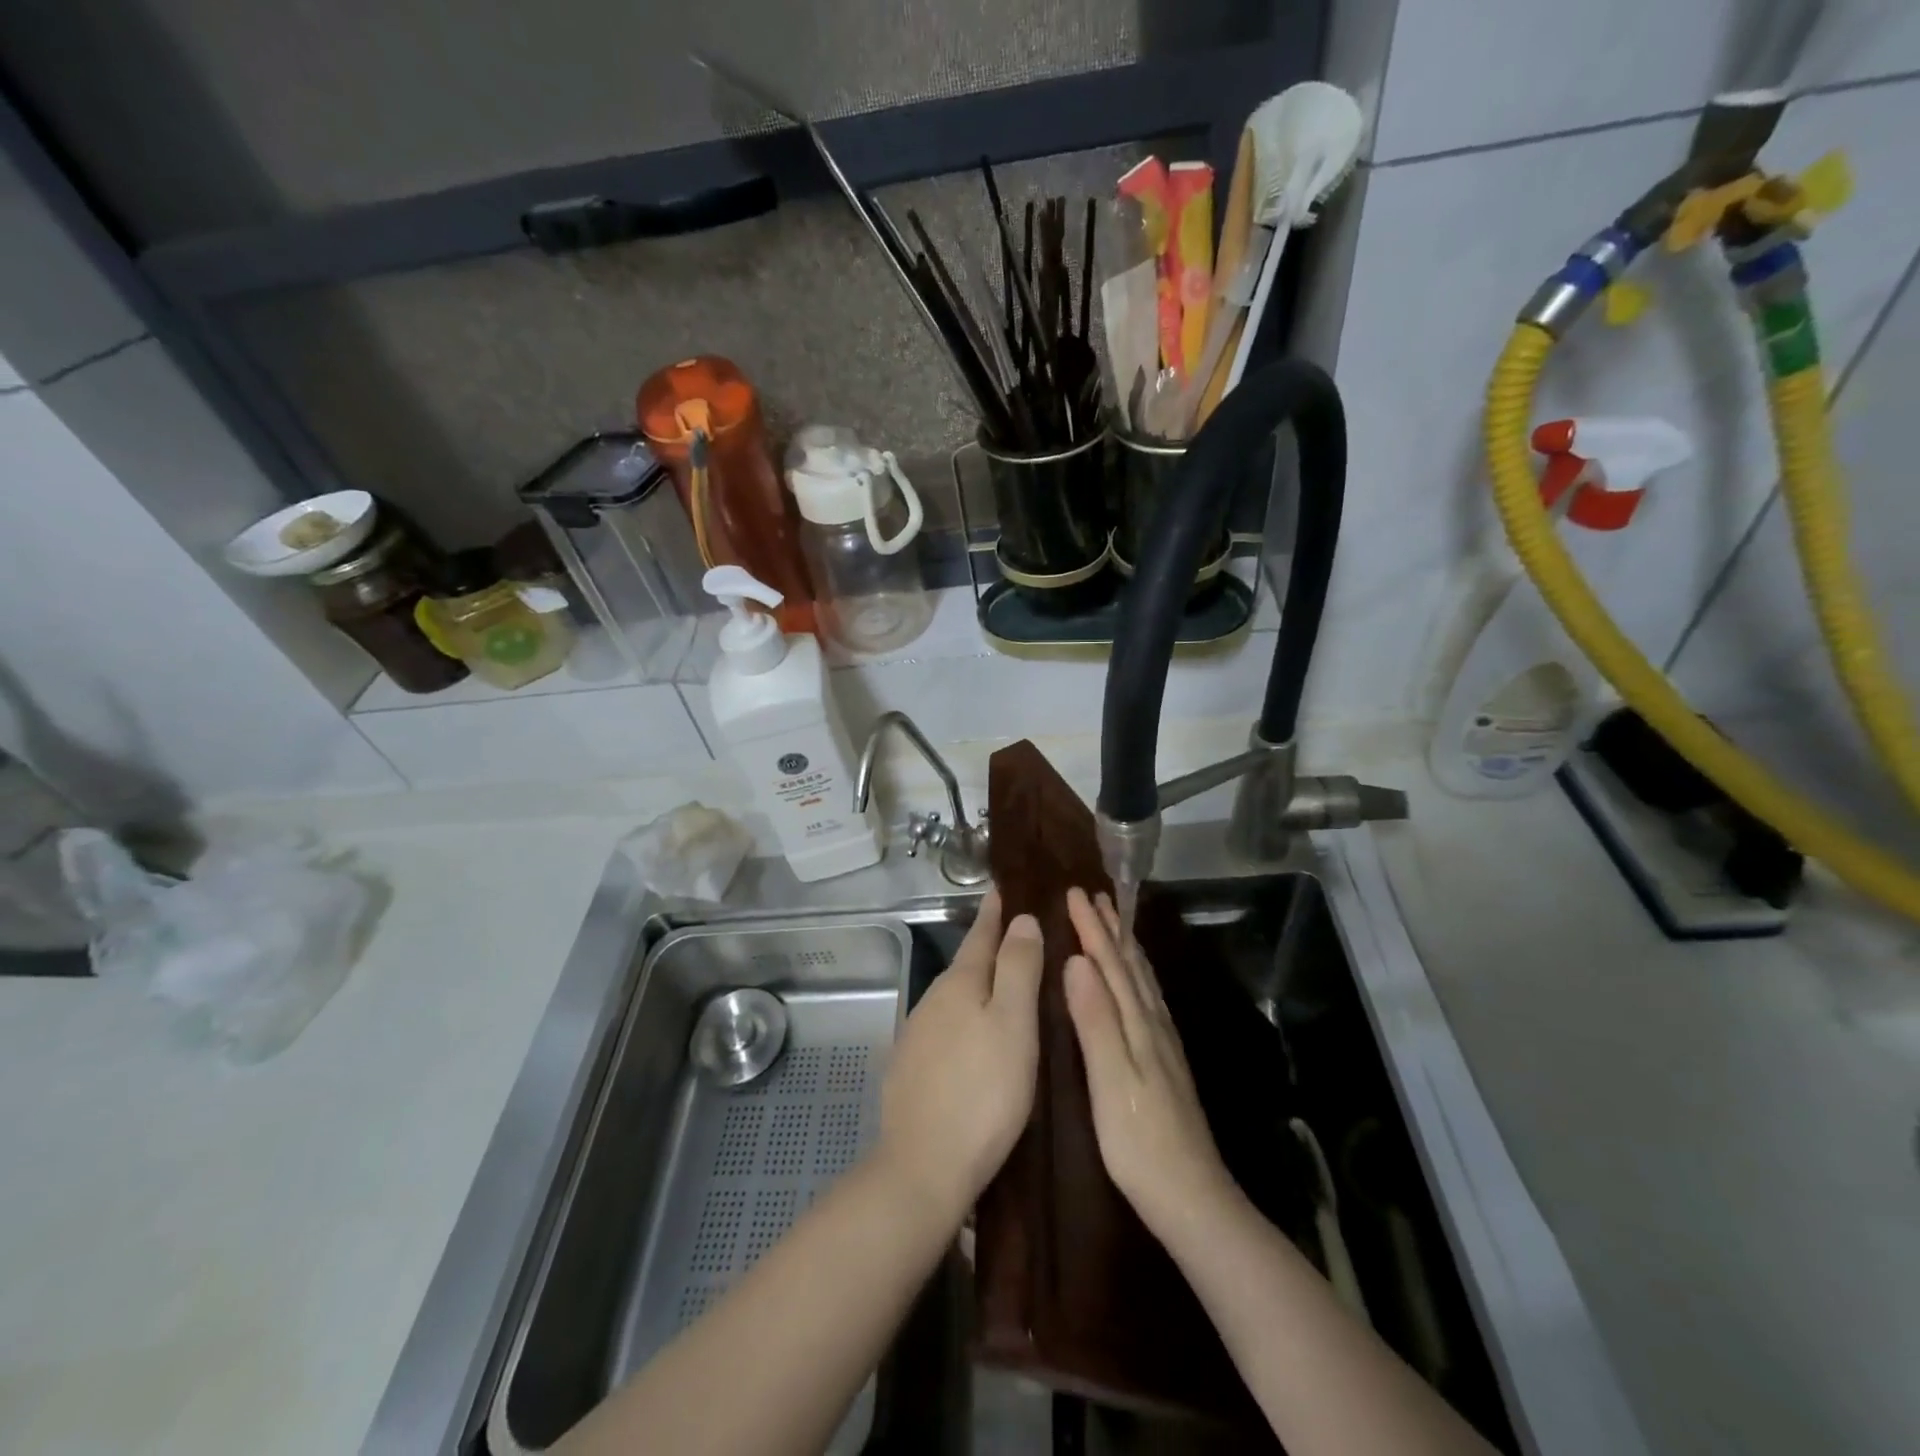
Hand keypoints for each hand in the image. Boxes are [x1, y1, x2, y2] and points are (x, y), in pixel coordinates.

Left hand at [876, 889, 1043, 1221]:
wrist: (923, 1167)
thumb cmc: (983, 1092)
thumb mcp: (1013, 1024)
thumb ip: (1018, 967)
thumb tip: (1021, 918)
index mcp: (960, 982)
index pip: (982, 932)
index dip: (997, 910)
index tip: (1007, 886)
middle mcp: (933, 999)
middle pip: (968, 963)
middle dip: (993, 947)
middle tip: (1024, 936)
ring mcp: (917, 1034)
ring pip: (957, 998)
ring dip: (981, 986)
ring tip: (1009, 986)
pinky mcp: (911, 1068)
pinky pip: (947, 1029)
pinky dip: (967, 1020)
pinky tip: (979, 1038)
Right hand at [1063, 887, 1240, 1245]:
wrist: (1193, 1199)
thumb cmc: (1140, 1143)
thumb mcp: (1110, 1081)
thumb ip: (1095, 1020)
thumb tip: (1077, 961)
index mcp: (1137, 1025)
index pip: (1110, 964)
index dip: (1091, 927)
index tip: (1074, 892)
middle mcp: (1153, 1025)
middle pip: (1130, 965)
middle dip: (1110, 928)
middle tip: (1094, 894)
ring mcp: (1163, 1044)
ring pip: (1142, 981)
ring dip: (1126, 947)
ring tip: (1115, 923)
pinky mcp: (1166, 1062)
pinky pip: (1148, 1000)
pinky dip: (1138, 977)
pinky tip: (1136, 983)